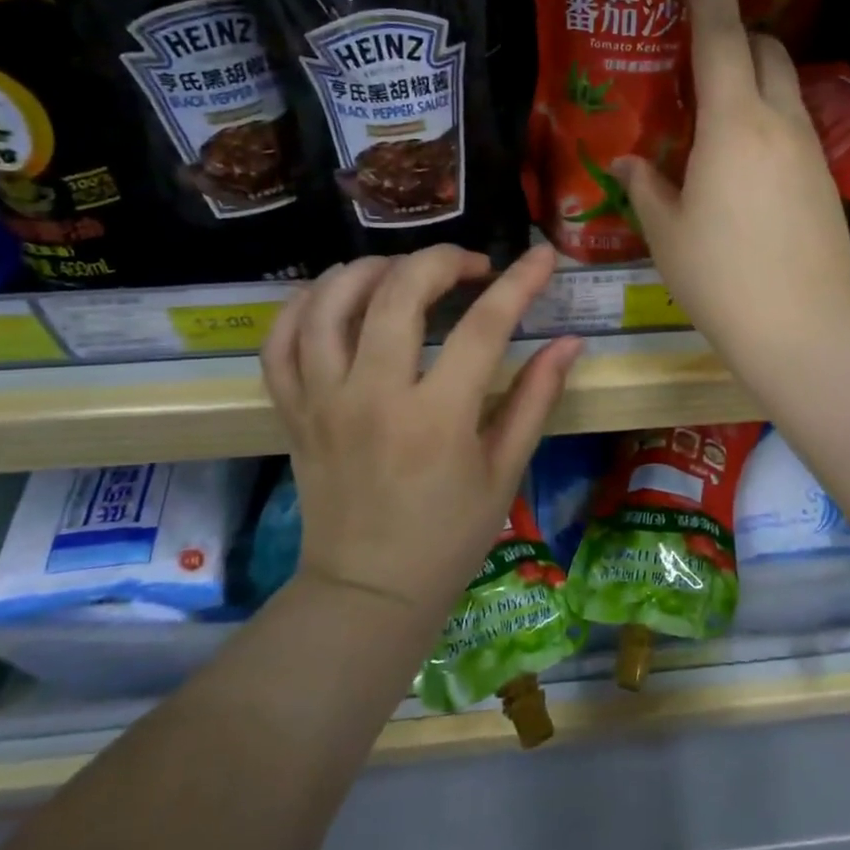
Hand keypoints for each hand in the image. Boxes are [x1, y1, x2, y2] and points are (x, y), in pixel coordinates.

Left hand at [259, 244, 582, 615]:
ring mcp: (322, 402)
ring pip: (328, 304)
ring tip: (402, 271)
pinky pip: (280, 342)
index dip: (519, 282)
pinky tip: (335, 296)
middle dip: (442, 261)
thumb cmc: (449, 536)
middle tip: (470, 267)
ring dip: (369, 270)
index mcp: (437, 419)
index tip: (541, 257)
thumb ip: (537, 398)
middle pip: (398, 294)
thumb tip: (569, 342)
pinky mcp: (292, 412)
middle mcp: (373, 398)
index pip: (484, 327)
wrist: (368, 592)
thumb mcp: (505, 471)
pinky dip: (303, 305)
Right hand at [614, 0, 849, 375]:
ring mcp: (811, 148)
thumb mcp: (667, 233)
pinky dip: (766, 119)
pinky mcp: (826, 178)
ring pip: (784, 85)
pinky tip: (741, 162)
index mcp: (732, 123)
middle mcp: (780, 121)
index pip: (718, 28)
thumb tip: (629, 161)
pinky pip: (794, 125)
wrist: (806, 330)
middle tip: (695, 50)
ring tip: (713, 113)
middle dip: (733, 31)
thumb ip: (646, 186)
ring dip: (752, 76)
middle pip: (763, 47)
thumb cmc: (722, 280)